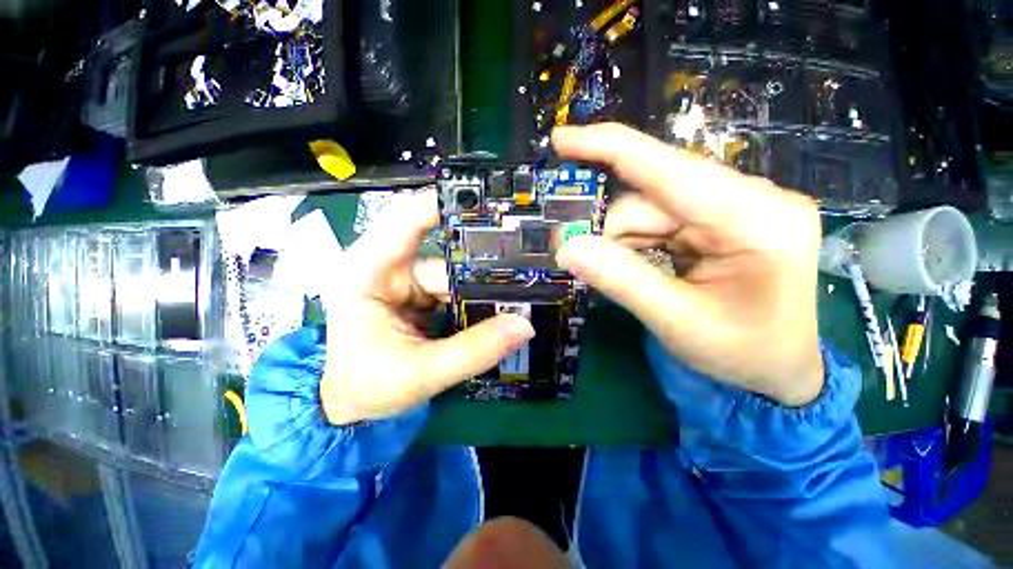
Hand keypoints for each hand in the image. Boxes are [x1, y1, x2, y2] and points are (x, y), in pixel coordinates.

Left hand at [320, 193, 534, 424]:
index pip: (406, 220)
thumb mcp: (420, 373)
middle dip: (482, 269)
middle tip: (525, 269)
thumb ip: (473, 350)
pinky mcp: (422, 298)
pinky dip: (476, 302)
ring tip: (518, 300)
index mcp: (368, 272)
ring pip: (457, 278)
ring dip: (483, 291)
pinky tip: (499, 310)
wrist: (351, 407)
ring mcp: (409, 284)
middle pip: (445, 259)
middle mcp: (390, 269)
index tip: (488, 202)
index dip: (445, 204)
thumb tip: (523, 324)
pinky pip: (457, 293)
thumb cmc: (366, 387)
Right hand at [553, 124, 823, 405]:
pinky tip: (644, 269)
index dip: (609, 149)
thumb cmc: (742, 353)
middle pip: (651, 196)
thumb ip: (620, 280)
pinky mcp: (722, 220)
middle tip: (585, 262)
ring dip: (624, 243)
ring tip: (633, 280)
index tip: (561, 139)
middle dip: (612, 232)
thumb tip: (566, 247)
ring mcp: (737, 208)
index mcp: (755, 220)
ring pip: (650, 210)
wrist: (779, 369)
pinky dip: (638, 244)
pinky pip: (661, 221)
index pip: (668, 168)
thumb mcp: (676, 321)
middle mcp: (750, 200)